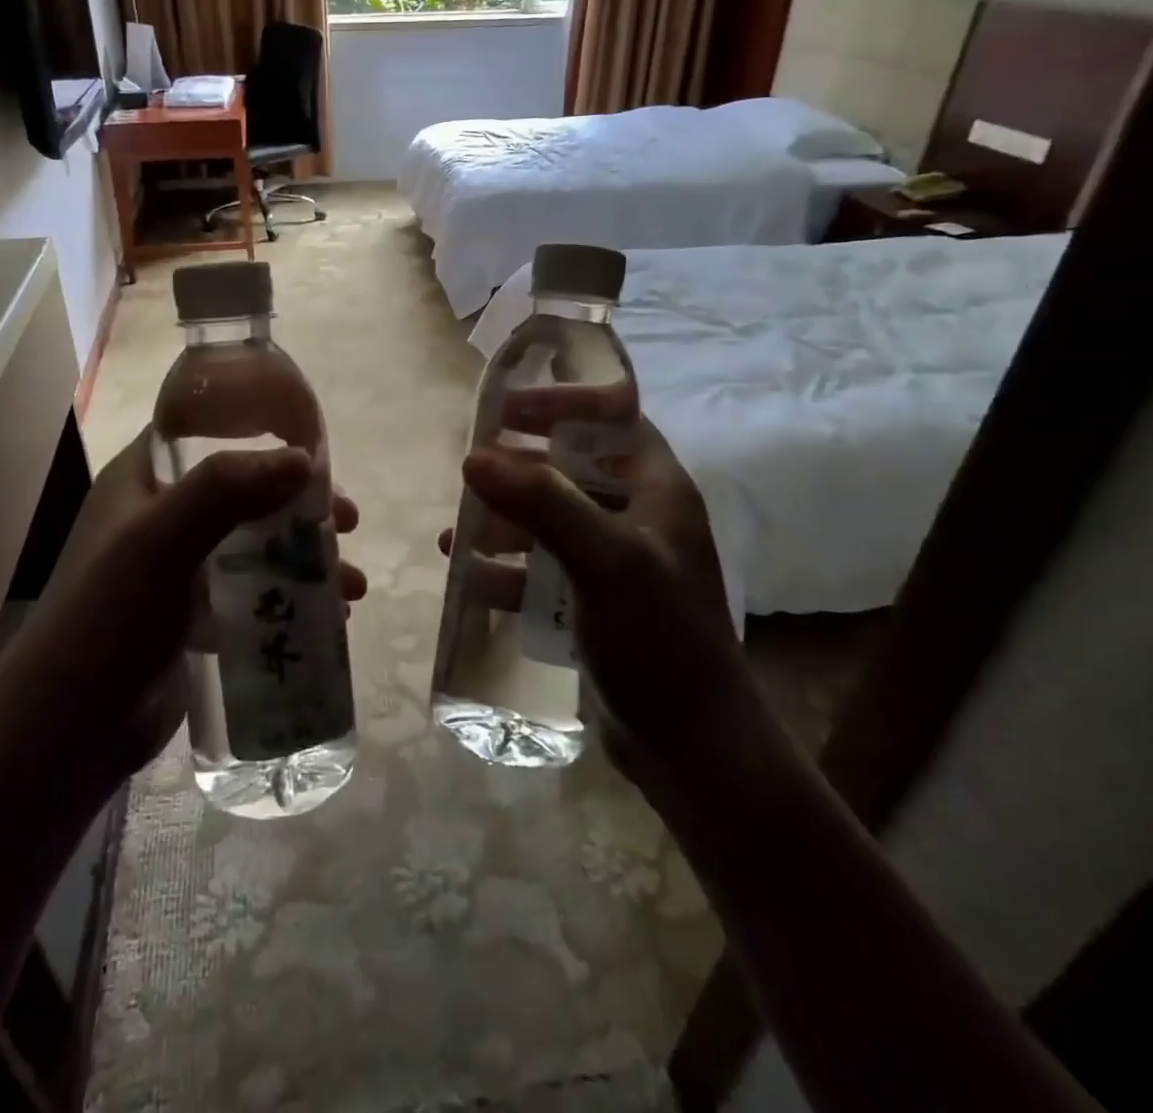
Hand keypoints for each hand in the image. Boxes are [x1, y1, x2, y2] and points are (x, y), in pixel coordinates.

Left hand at [22, 428, 365, 777]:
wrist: (68, 731)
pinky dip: (289, 597)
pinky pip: (251, 592)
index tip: (310, 442)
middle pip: (242, 490)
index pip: (199, 431)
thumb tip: (303, 459)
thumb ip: (225, 491)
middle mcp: (160, 518)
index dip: (254, 427)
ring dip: (304, 557)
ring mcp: (177, 569)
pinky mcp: (193, 617)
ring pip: (254, 544)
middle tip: (345, 520)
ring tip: (351, 583)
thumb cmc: (108, 620)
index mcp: (141, 483)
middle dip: (298, 504)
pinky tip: (328, 618)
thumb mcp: (161, 542)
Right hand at [441, 407, 741, 787]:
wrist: (694, 748)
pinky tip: (468, 576)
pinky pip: (543, 570)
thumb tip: (474, 457)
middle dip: (519, 468)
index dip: (562, 404)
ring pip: (551, 521)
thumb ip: (543, 503)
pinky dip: (507, 568)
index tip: (506, 410)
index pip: (613, 417)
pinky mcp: (595, 604)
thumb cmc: (660, 640)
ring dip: (504, 520)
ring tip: (458, 530)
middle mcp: (639, 517)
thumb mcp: (606, 561)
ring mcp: (616, 563)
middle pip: (572, 468)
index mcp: (657, 490)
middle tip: (470, 468)